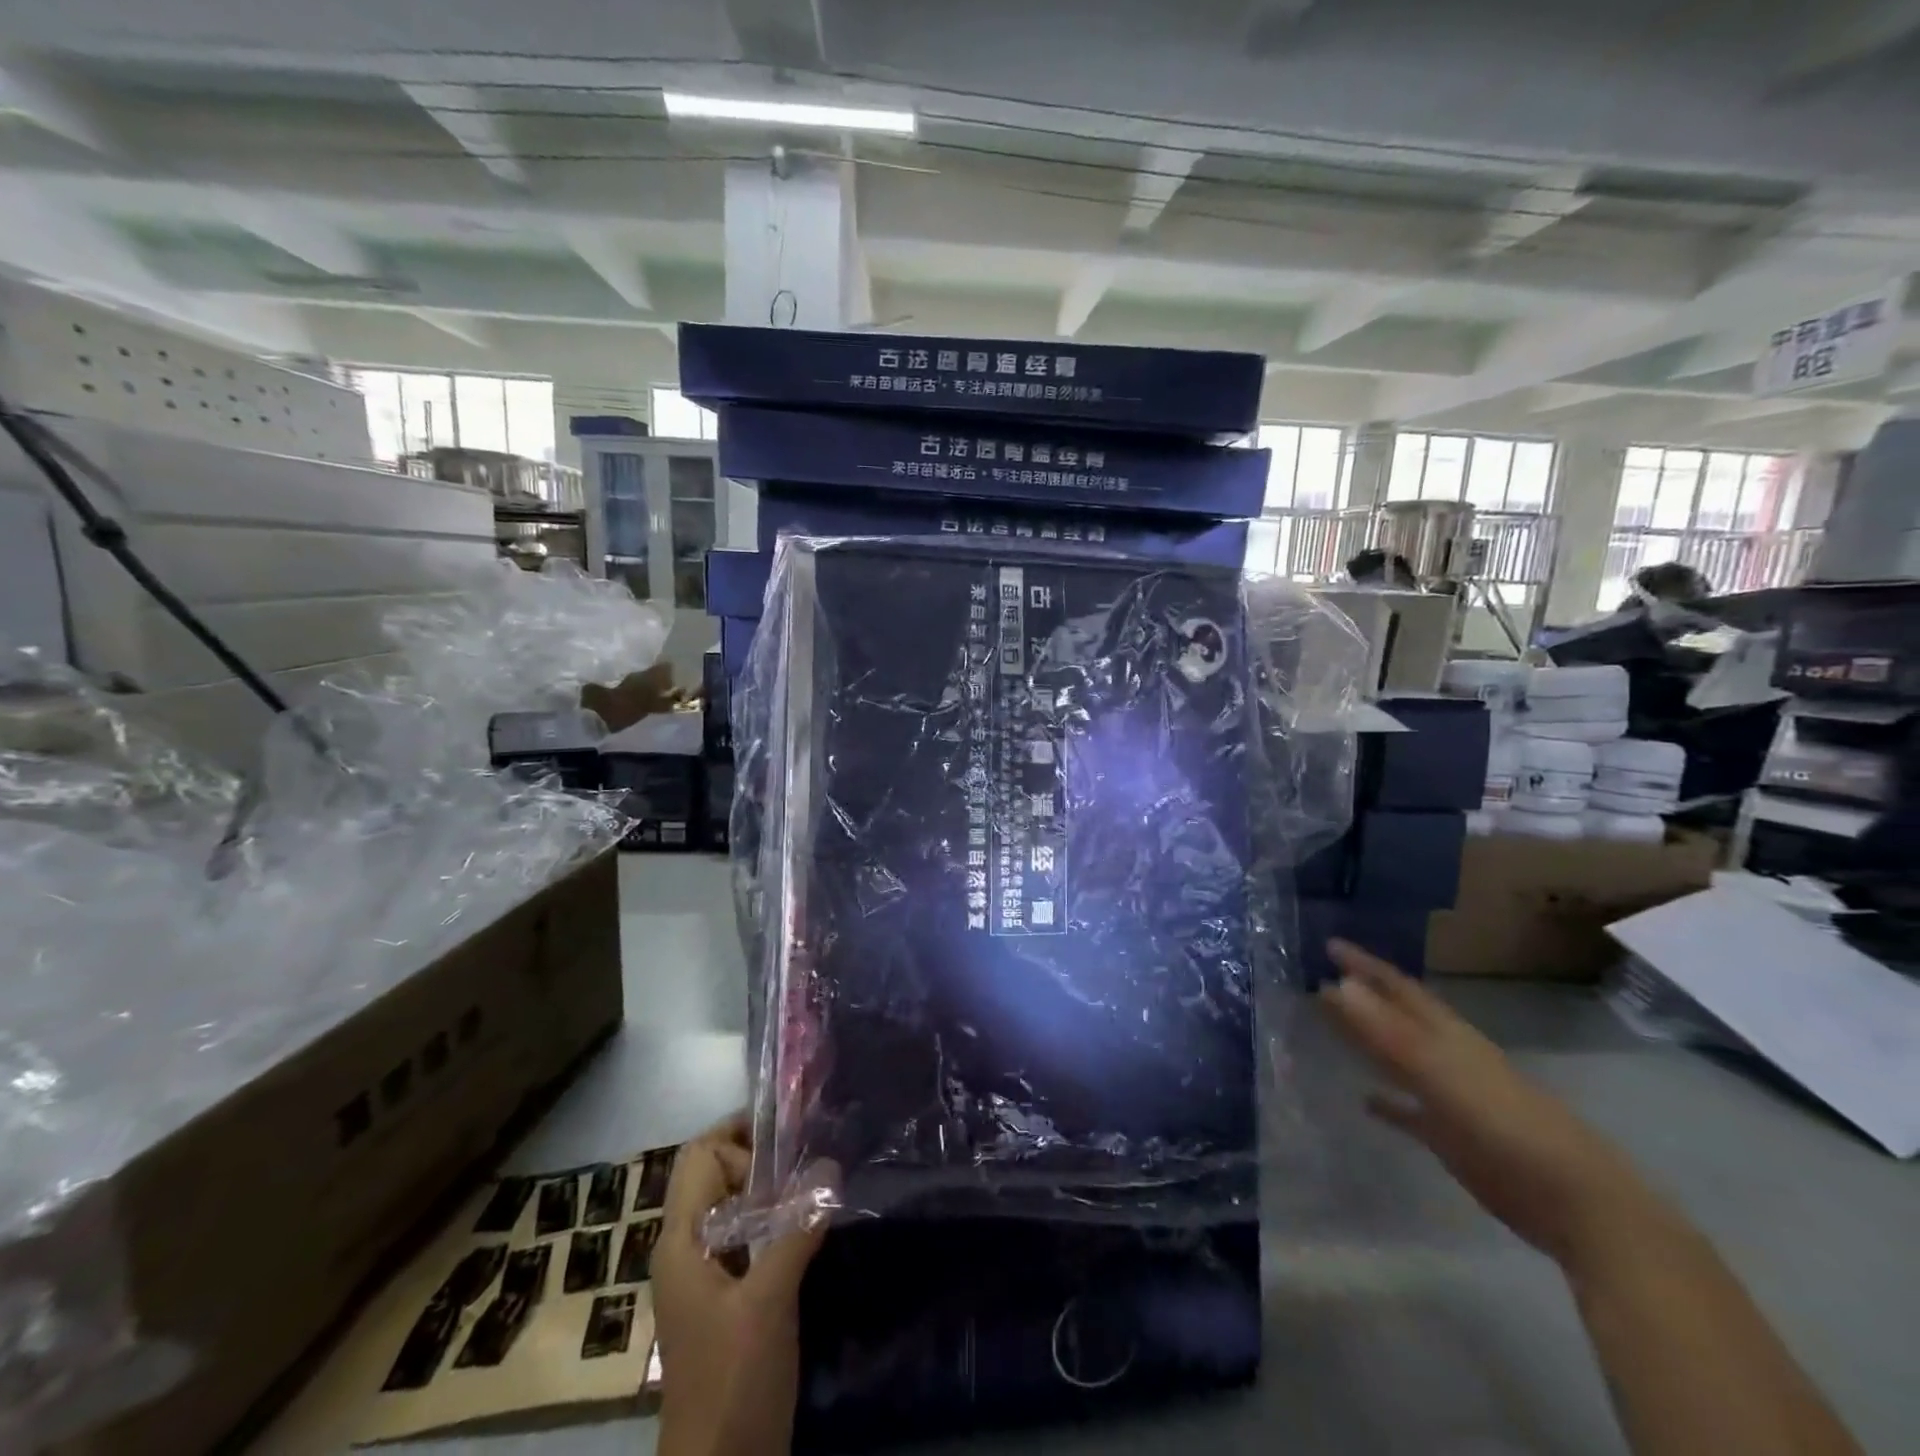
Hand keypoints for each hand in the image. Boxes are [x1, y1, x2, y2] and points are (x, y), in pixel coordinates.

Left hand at [652, 1113, 831, 1455]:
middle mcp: (687, 1248)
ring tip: (817, 1184)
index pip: (699, 1155)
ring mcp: (706, 1276)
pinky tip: (810, 1227)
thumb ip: (797, 1228)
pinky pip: (748, 1238)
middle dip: (760, 1158)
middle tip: (809, 1160)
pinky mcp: (727, 1299)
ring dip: (772, 1191)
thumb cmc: (733, 1380)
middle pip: (716, 1175)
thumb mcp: (769, 1301)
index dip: (739, 1136)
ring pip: (735, 1206)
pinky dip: (775, 1221)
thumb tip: (830, 1165)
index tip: (789, 1138)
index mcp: (681, 1241)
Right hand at [1318, 940, 1669, 1271]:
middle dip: (1362, 995)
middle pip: (1396, 1017)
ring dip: (1367, 1041)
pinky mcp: (1451, 1137)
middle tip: (1319, 978)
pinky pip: (1409, 1110)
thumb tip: (1336, 984)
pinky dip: (1386, 1101)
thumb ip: (1388, 1032)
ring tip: (1330, 1025)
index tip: (1329, 944)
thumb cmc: (1505, 1125)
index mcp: (1446, 1035)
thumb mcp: (1440, 1072)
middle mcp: (1445, 1057)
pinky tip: (1363, 1100)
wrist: (1572, 1200)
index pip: (1397, 988)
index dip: (1365, 964)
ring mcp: (1449, 1097)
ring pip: (1398, 1058)